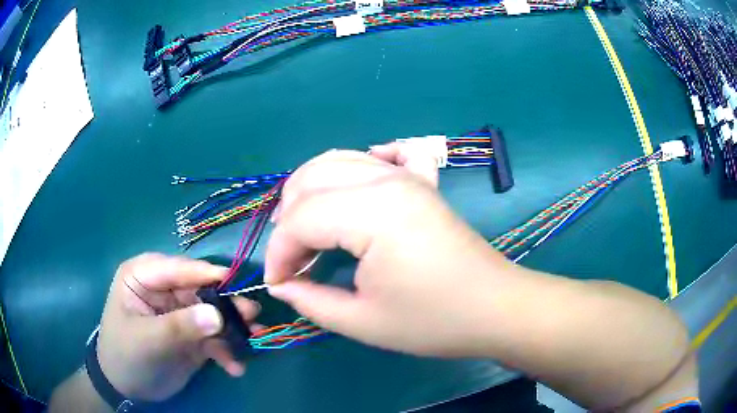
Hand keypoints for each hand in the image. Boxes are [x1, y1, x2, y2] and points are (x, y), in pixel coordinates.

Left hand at [96, 253, 259, 400]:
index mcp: (143, 277)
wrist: (127, 387)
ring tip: (254, 340)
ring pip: (212, 313)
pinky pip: (213, 338)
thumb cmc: (126, 355)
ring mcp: (179, 313)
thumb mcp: (147, 340)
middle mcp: (163, 290)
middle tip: (252, 315)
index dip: (205, 273)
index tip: (236, 281)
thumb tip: (217, 314)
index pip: (177, 268)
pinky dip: (225, 351)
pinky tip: (234, 367)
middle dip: (226, 304)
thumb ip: (179, 326)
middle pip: (200, 290)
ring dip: (233, 328)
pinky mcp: (191, 335)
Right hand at [265, 148, 513, 355]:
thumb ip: (312, 301)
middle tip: (291, 260)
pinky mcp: (422, 183)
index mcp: (373, 212)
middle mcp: (386, 180)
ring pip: (339, 160)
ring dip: (311, 191)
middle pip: (311, 180)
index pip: (300, 220)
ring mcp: (408, 176)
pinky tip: (358, 182)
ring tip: (305, 229)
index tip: (278, 283)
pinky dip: (363, 162)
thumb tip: (280, 285)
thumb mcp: (364, 322)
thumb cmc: (434, 321)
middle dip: (288, 220)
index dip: (278, 253)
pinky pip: (386, 156)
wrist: (495, 308)